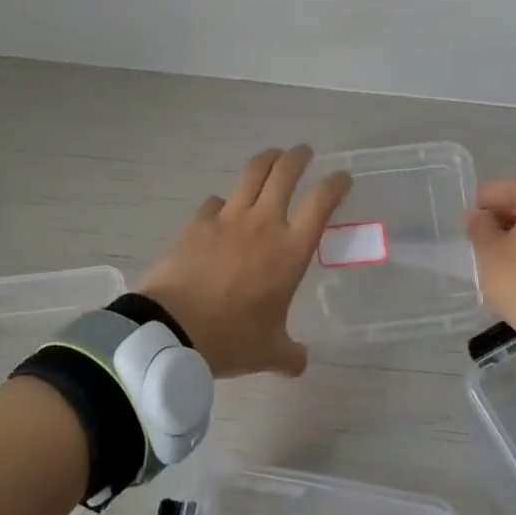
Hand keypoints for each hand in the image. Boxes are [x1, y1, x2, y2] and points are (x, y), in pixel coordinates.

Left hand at [139, 146, 351, 378]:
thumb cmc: (231, 339)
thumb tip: (300, 362)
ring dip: (266, 161)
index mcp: (290, 250)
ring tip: (271, 158)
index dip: (335, 184)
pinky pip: (215, 202)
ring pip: (251, 174)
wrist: (173, 329)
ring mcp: (228, 219)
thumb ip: (290, 354)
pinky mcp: (197, 222)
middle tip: (304, 153)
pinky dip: (223, 202)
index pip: (321, 203)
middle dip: (298, 157)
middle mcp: (263, 224)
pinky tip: (221, 210)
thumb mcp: (269, 353)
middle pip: (285, 173)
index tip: (342, 177)